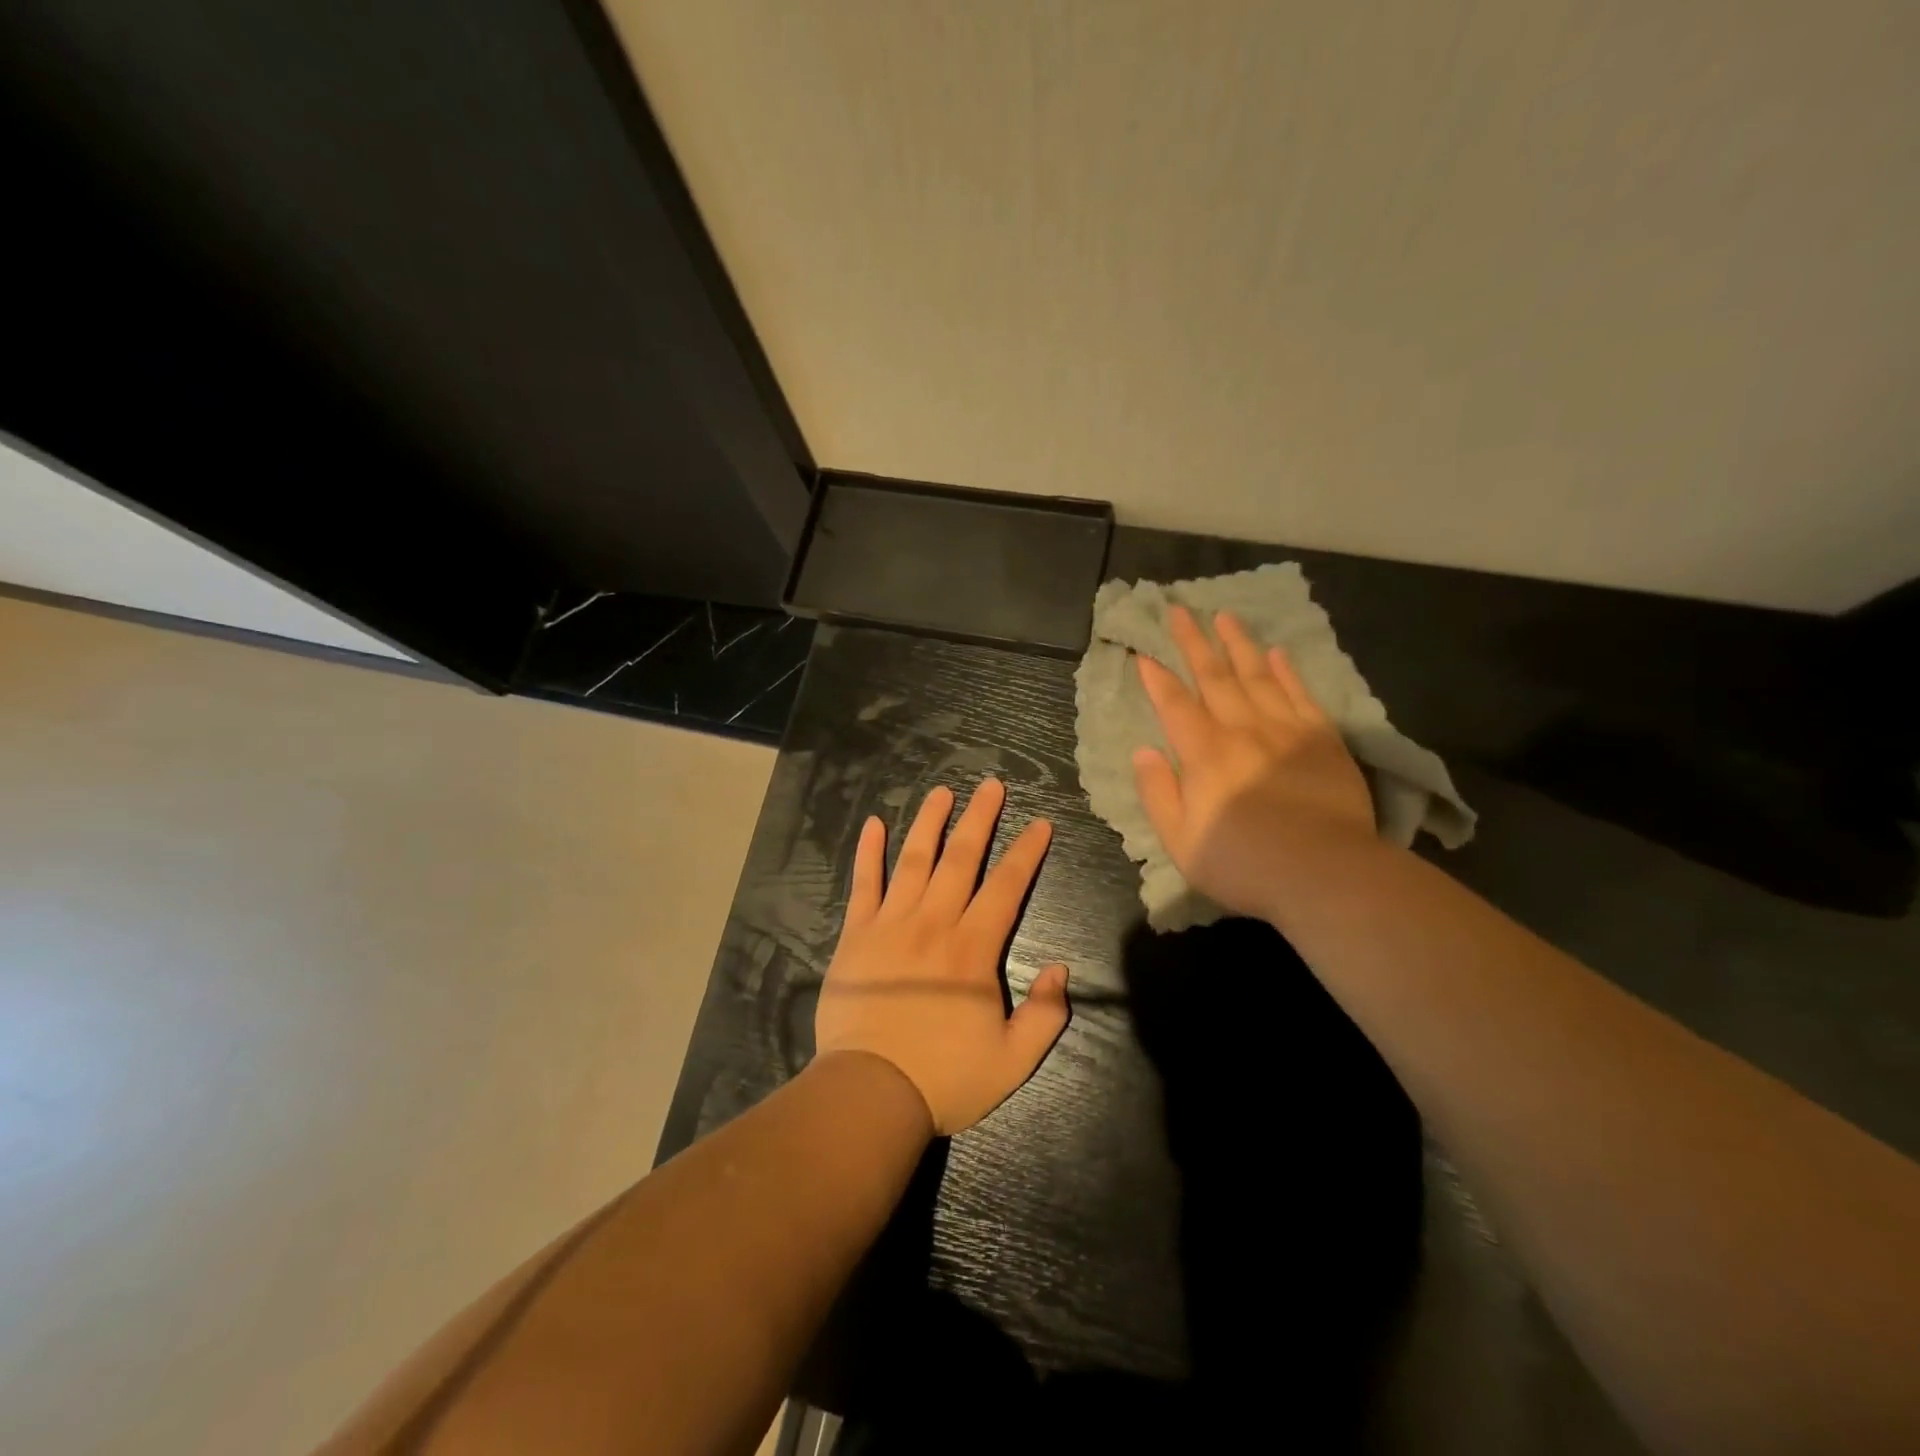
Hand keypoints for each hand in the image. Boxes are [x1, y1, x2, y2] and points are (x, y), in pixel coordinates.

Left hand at [815, 778, 1070, 1135]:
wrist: (870, 1092)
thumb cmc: (943, 1077)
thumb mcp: (1013, 1060)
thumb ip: (1045, 1015)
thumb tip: (1060, 969)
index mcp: (973, 949)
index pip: (1007, 887)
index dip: (1026, 853)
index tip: (1039, 824)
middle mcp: (934, 923)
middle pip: (961, 858)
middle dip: (979, 818)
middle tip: (991, 785)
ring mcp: (891, 924)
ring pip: (914, 860)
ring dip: (929, 822)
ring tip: (942, 791)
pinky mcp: (856, 935)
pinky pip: (863, 884)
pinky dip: (868, 853)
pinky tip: (872, 824)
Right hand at [1132, 605, 1375, 920]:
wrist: (1325, 873)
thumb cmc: (1244, 863)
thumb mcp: (1180, 840)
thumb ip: (1157, 792)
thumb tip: (1143, 750)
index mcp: (1204, 753)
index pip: (1174, 704)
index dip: (1157, 678)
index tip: (1143, 653)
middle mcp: (1242, 730)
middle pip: (1214, 677)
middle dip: (1193, 642)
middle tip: (1180, 611)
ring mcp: (1286, 730)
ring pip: (1257, 675)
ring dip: (1238, 644)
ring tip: (1224, 617)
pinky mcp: (1323, 739)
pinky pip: (1300, 694)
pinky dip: (1286, 671)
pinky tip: (1276, 654)